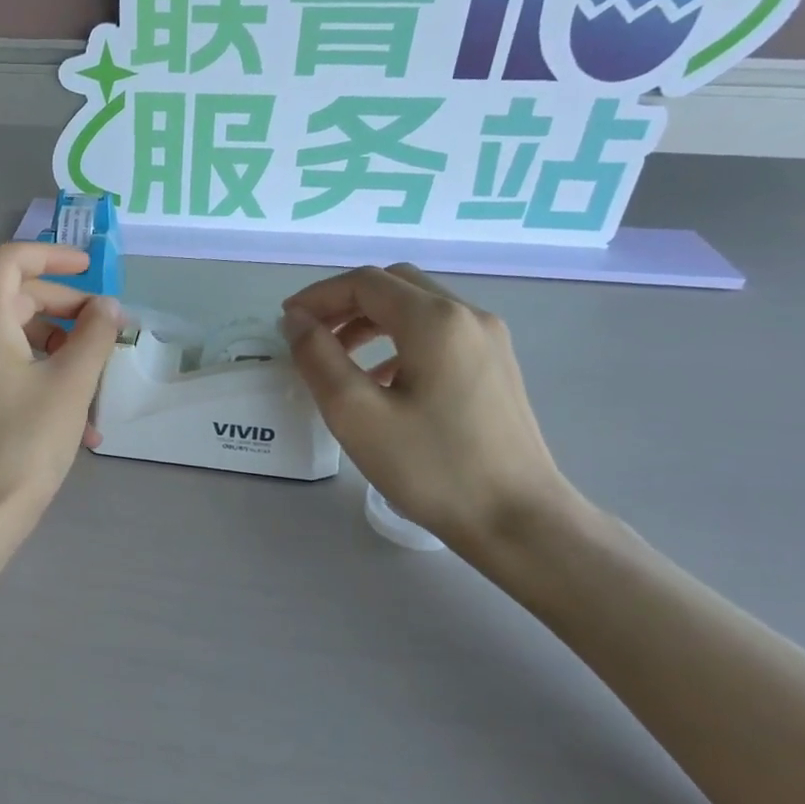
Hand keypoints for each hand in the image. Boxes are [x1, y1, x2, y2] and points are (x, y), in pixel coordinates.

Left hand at [0, 243, 121, 529]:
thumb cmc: (25, 441)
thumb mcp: (71, 383)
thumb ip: (95, 335)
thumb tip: (108, 307)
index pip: (10, 260)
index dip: (52, 254)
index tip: (90, 268)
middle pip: (18, 299)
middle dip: (67, 311)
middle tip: (106, 332)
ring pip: (17, 339)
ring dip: (62, 352)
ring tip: (99, 390)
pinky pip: (9, 370)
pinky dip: (44, 379)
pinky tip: (81, 423)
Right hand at [281, 264, 576, 550]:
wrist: (518, 520)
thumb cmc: (431, 467)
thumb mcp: (356, 414)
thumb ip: (318, 358)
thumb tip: (296, 321)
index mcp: (435, 320)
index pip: (365, 283)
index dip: (318, 296)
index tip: (286, 324)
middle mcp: (468, 316)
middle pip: (394, 286)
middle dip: (344, 304)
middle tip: (310, 336)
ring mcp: (489, 341)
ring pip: (417, 310)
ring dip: (370, 322)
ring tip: (338, 359)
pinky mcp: (496, 368)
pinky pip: (438, 335)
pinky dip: (398, 342)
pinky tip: (382, 381)